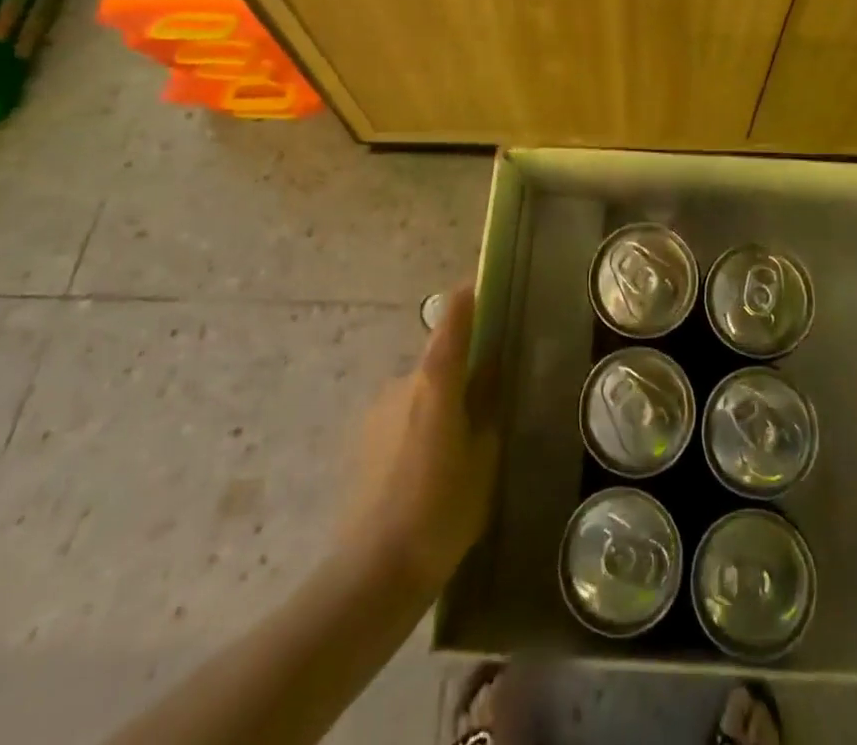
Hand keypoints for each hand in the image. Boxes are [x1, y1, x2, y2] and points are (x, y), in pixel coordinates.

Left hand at [346, 285, 500, 588]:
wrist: (374, 573)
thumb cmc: (443, 510)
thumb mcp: (484, 455)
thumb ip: (488, 402)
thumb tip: (493, 365)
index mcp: (434, 379)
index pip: (453, 315)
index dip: (470, 294)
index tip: (488, 282)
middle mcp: (402, 382)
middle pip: (438, 356)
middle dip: (463, 366)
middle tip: (490, 395)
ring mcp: (378, 410)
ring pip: (421, 389)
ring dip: (441, 401)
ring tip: (462, 444)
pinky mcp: (363, 438)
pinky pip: (403, 415)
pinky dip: (421, 425)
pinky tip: (432, 467)